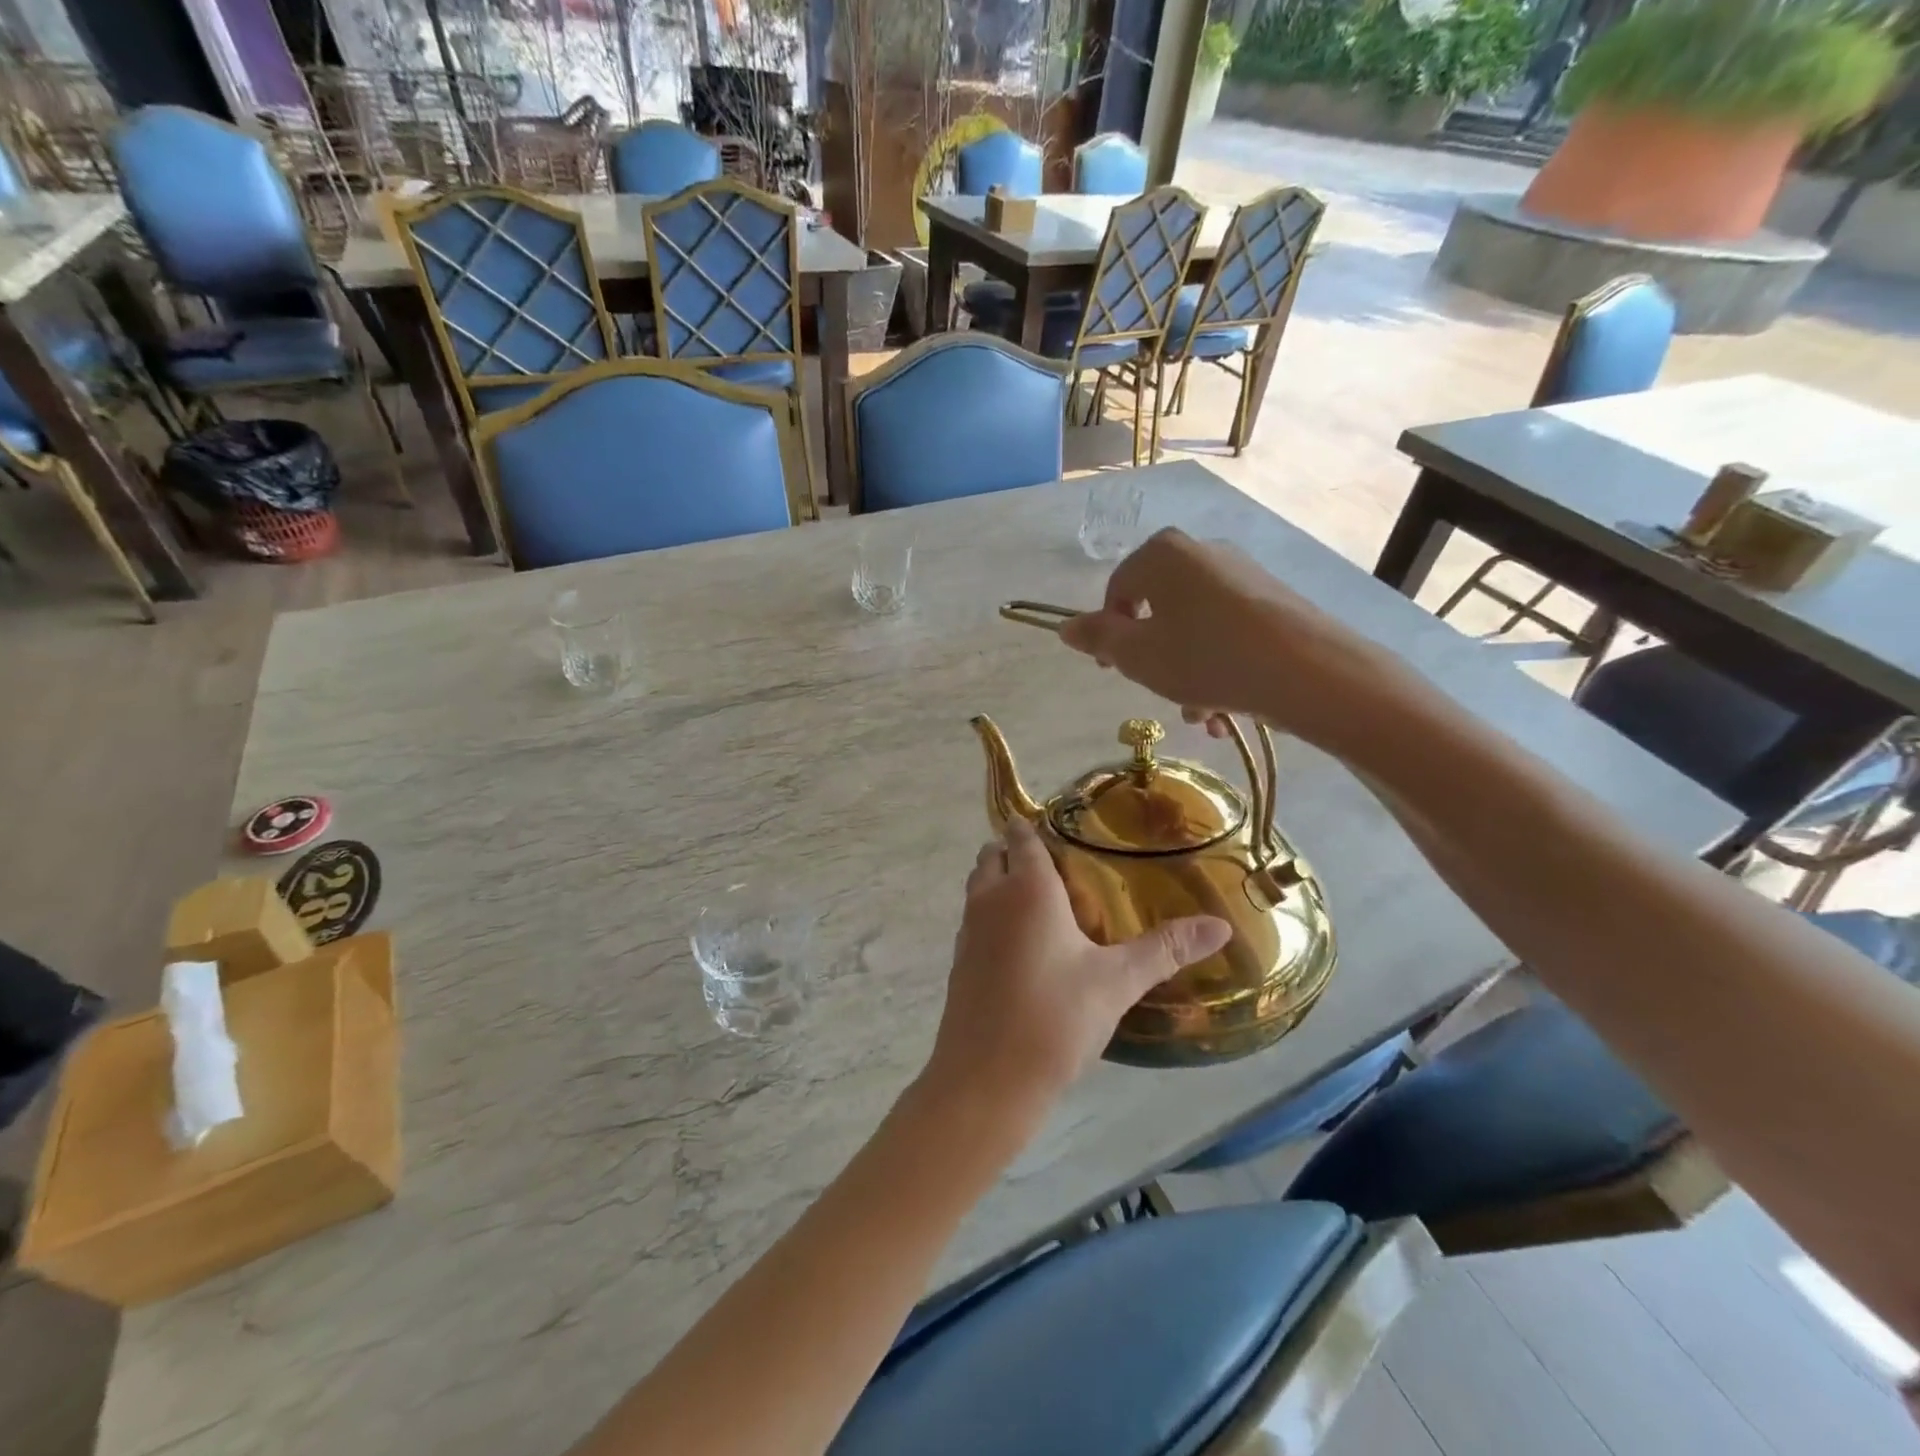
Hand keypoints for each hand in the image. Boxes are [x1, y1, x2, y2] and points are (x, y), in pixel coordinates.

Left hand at [922, 818, 1230, 1124]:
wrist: (986, 1081)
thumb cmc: (1055, 1019)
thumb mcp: (1118, 982)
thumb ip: (1166, 949)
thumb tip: (1221, 926)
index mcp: (1027, 889)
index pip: (1023, 836)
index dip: (1035, 826)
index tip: (1061, 827)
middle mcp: (990, 899)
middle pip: (993, 855)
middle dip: (1016, 851)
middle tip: (1058, 865)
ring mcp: (968, 931)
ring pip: (979, 887)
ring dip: (1001, 882)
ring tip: (1043, 901)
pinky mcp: (959, 962)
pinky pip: (974, 920)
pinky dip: (992, 916)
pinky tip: (1024, 945)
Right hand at [1058, 528, 1394, 751]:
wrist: (1307, 670)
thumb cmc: (1205, 658)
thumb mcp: (1137, 655)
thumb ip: (1097, 639)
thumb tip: (1066, 626)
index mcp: (1162, 555)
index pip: (1116, 589)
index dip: (1109, 633)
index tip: (1113, 671)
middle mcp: (1201, 552)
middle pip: (1158, 610)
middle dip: (1155, 660)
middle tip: (1162, 695)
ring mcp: (1242, 574)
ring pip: (1194, 627)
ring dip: (1187, 674)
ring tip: (1202, 717)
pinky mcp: (1273, 599)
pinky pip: (1228, 632)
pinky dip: (1220, 666)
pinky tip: (1229, 709)